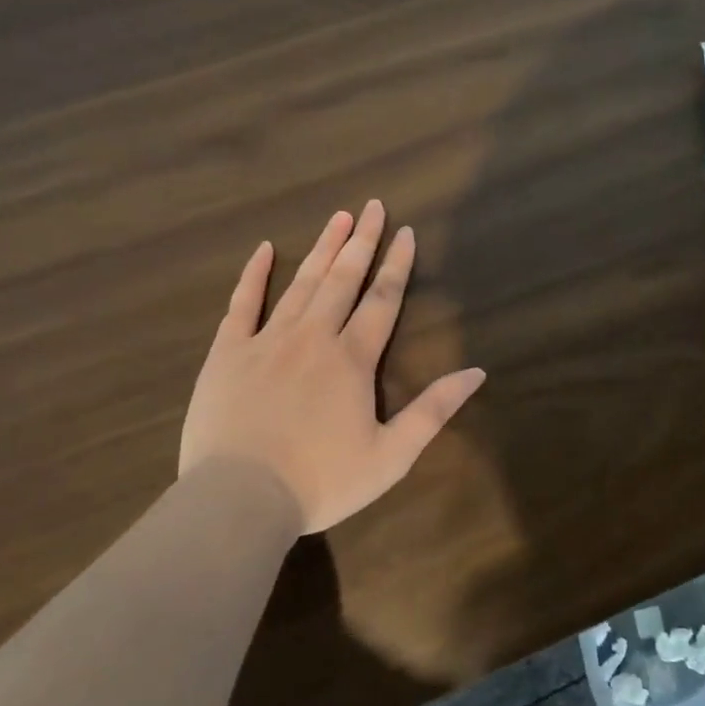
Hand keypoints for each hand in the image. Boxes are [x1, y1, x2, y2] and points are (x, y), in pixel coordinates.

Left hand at [180, 200, 485, 535]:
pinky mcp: (227, 353)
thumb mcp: (391, 456)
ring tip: (339, 217)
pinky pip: (242, 304)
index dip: (397, 265)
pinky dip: (253, 275)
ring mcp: (267, 341)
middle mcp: (313, 337)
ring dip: (322, 248)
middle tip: (374, 207)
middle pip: (343, 279)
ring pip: (301, 283)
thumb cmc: (321, 482)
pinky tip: (263, 250)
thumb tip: (476, 372)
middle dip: (362, 242)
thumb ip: (433, 411)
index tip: (406, 232)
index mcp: (352, 359)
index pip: (382, 300)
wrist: (239, 498)